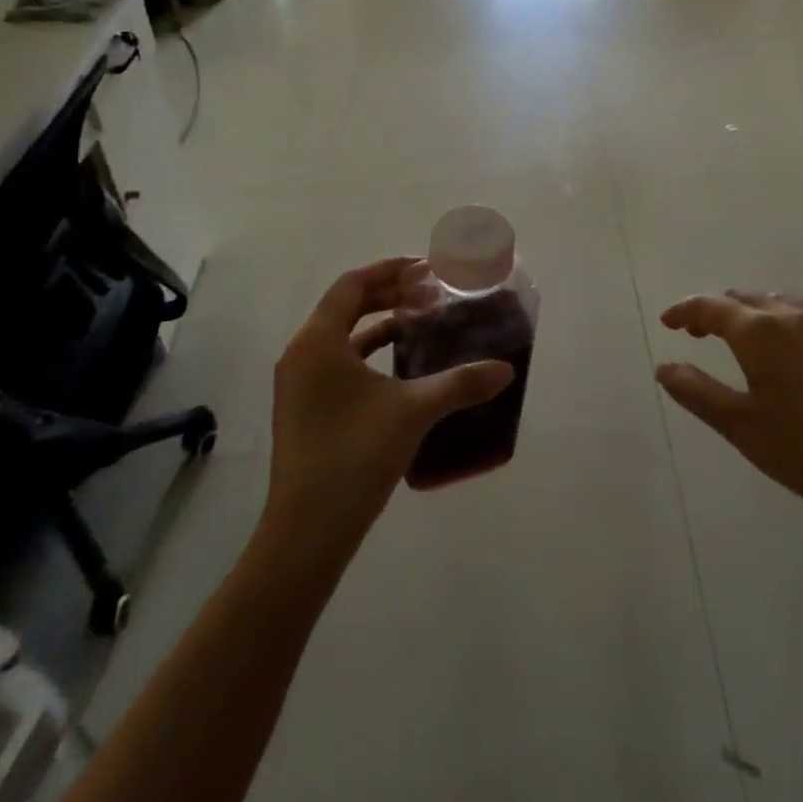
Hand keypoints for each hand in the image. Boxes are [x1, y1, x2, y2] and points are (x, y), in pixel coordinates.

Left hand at [264, 258, 514, 554]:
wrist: (306, 533)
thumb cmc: (355, 456)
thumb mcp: (413, 412)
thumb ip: (460, 384)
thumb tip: (505, 370)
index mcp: (318, 340)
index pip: (353, 284)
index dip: (389, 270)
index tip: (425, 269)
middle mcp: (301, 353)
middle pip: (344, 306)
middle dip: (386, 294)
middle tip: (428, 293)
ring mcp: (297, 384)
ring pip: (339, 335)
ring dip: (376, 324)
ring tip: (417, 323)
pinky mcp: (301, 409)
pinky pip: (335, 362)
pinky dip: (365, 353)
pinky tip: (397, 369)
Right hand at [656, 291, 802, 538]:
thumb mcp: (740, 426)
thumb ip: (696, 391)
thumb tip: (664, 366)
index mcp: (760, 332)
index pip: (711, 306)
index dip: (684, 310)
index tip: (667, 322)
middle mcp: (795, 317)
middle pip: (747, 299)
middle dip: (718, 310)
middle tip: (701, 333)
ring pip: (784, 305)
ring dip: (756, 314)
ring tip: (747, 339)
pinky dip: (792, 328)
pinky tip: (799, 357)